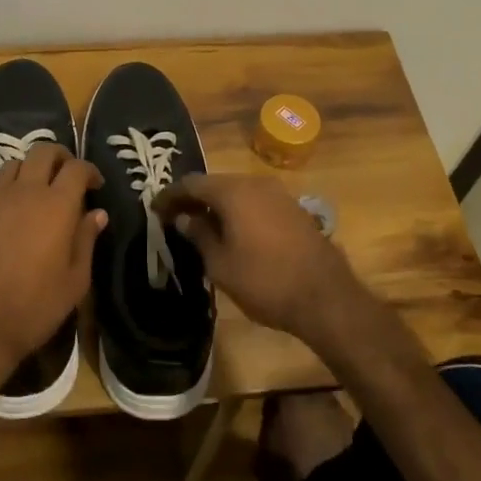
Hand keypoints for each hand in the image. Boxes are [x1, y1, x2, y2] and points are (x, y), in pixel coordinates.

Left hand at [0, 144, 104, 392]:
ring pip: (11, 166)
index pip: (77, 167)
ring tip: (33, 192)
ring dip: (27, 172)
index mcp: (56, 205)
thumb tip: (97, 214)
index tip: (95, 185)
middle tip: (65, 176)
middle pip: (42, 152)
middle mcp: (24, 192)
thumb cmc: (34, 307)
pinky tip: (1, 219)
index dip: (89, 171)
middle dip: (59, 157)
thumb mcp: (75, 281)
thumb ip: (86, 240)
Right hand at [155, 174, 363, 342]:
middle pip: (215, 184)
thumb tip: (185, 218)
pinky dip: (238, 211)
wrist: (325, 297)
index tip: (155, 209)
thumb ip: (199, 235)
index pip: (191, 183)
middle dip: (193, 199)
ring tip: (200, 226)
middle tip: (175, 218)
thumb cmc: (264, 281)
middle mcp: (255, 183)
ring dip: (217, 205)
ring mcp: (279, 194)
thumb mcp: (220, 264)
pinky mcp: (294, 209)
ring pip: (237, 192)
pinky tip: (232, 232)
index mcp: (233, 192)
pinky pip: (255, 202)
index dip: (170, 196)